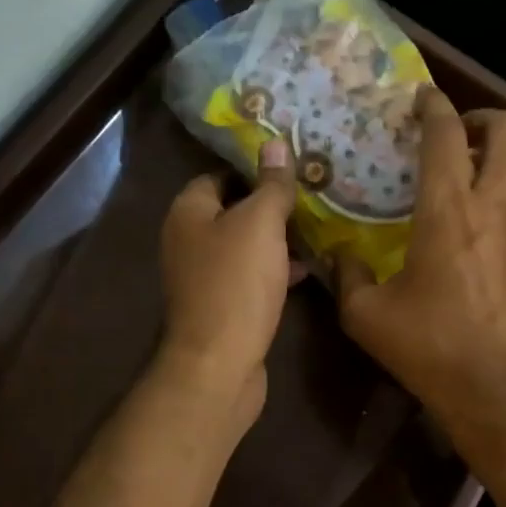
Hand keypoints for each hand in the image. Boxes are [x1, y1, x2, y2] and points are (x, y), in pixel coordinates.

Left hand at [157, 139, 299, 423]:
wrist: (218, 364)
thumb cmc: (236, 284)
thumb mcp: (260, 224)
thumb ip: (271, 185)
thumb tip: (275, 142)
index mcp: (188, 213)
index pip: (218, 176)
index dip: (252, 170)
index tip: (290, 169)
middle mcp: (188, 242)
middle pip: (232, 212)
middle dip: (270, 206)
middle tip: (311, 199)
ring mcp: (203, 278)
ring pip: (244, 247)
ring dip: (276, 241)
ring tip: (317, 231)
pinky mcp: (221, 308)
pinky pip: (249, 278)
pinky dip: (274, 272)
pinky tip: (306, 272)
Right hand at [337, 88, 505, 458]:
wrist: (499, 390)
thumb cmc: (430, 349)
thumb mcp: (366, 316)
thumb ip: (345, 275)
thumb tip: (338, 254)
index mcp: (446, 209)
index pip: (444, 134)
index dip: (433, 106)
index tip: (422, 100)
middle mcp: (496, 203)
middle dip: (484, 119)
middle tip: (461, 137)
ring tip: (488, 172)